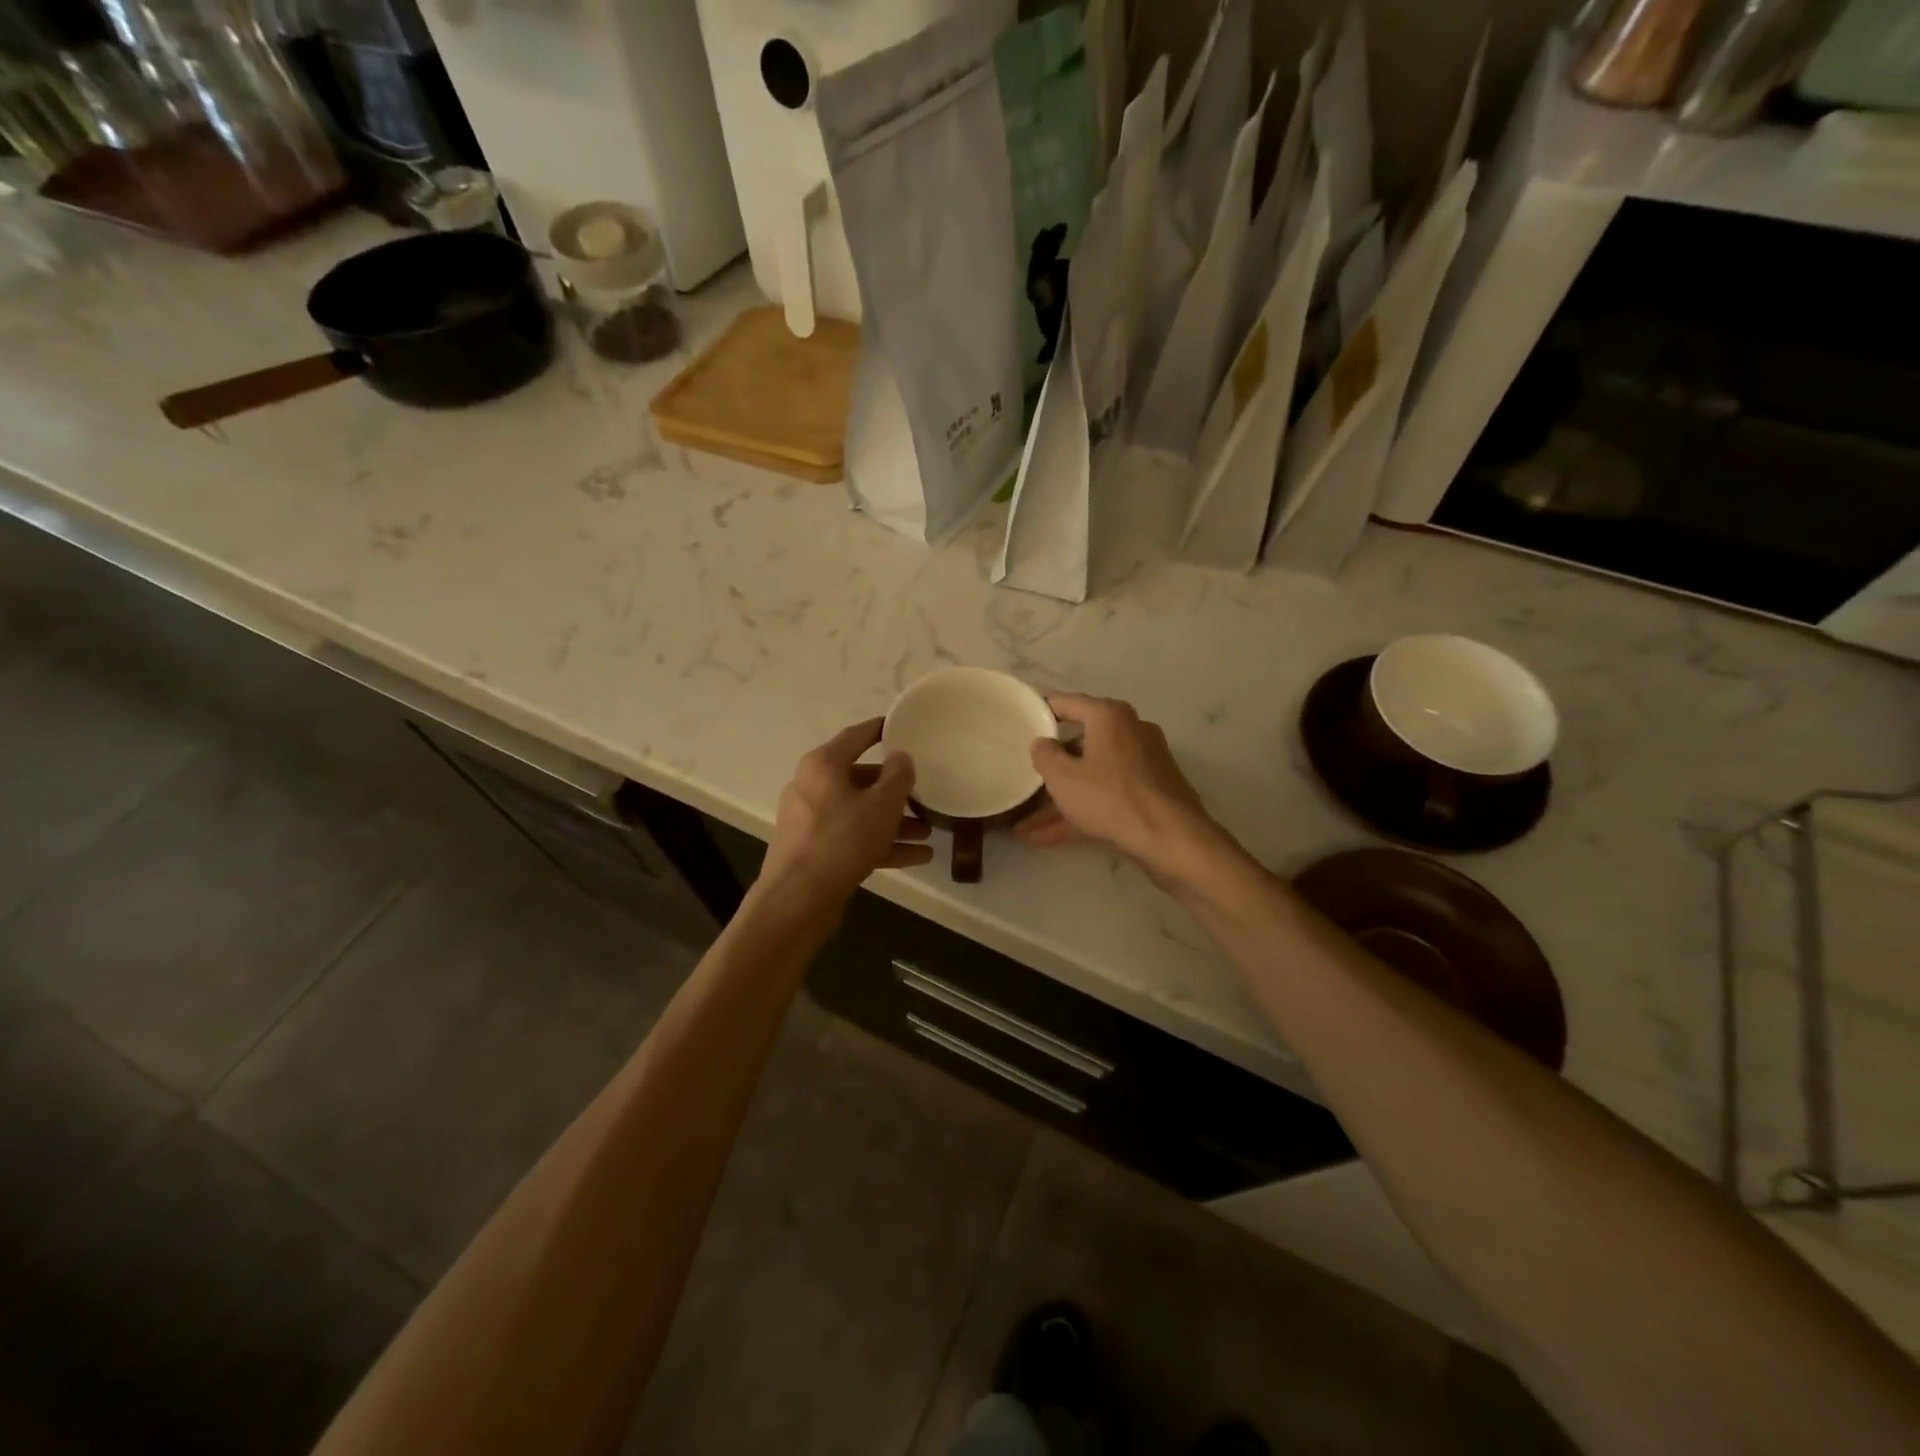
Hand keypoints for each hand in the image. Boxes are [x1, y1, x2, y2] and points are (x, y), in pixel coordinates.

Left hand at [757, 718, 931, 915]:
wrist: (798, 899)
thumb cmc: (842, 840)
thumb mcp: (881, 805)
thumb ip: (898, 777)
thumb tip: (901, 757)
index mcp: (823, 765)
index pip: (856, 736)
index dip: (880, 730)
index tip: (901, 726)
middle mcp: (812, 787)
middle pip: (860, 779)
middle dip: (895, 790)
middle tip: (923, 794)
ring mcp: (811, 821)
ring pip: (859, 813)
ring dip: (894, 822)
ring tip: (928, 832)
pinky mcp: (815, 851)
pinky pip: (854, 839)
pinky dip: (882, 844)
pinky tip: (918, 857)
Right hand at [1015, 694, 1222, 885]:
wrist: (1171, 838)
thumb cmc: (1111, 798)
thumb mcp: (1063, 777)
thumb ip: (1044, 755)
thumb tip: (1043, 743)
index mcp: (1109, 716)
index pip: (1066, 703)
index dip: (1040, 713)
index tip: (1019, 724)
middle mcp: (1130, 731)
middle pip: (1080, 743)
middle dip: (1051, 768)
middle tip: (1025, 777)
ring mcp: (1143, 764)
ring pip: (1092, 776)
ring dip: (1061, 800)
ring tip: (1026, 826)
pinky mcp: (1150, 793)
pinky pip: (1107, 796)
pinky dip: (1081, 812)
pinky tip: (1048, 839)